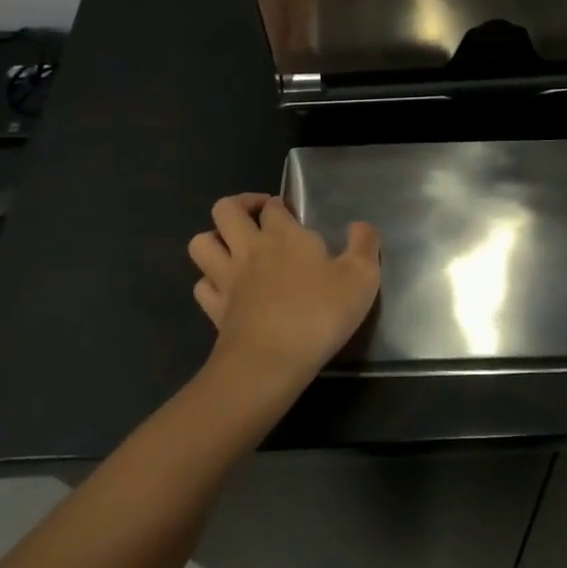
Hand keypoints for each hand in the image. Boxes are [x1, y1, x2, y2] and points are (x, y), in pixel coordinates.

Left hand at [188, 193, 381, 398]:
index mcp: (283, 235)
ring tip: (235, 247)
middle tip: (259, 216)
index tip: (293, 214)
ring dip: (215, 238)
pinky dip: (210, 281)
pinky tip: (227, 288)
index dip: (279, 205)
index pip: (272, 206)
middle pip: (225, 209)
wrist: (270, 362)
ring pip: (201, 243)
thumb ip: (365, 246)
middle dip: (240, 205)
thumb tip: (360, 226)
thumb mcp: (362, 277)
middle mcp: (249, 249)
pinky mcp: (215, 311)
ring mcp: (226, 280)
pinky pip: (202, 286)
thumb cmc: (318, 314)